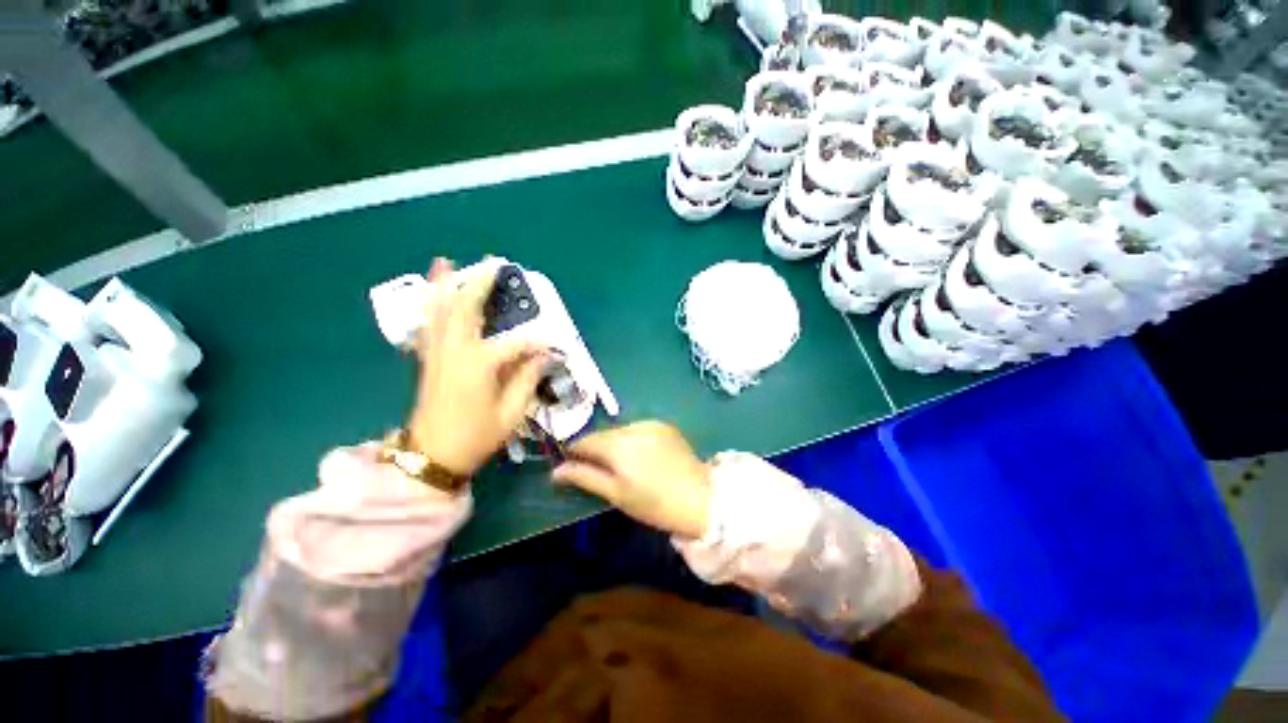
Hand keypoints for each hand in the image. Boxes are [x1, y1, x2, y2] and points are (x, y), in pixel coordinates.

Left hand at [407, 259, 547, 476]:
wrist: (432, 457)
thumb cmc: (476, 437)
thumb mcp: (511, 413)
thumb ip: (527, 380)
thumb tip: (542, 356)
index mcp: (479, 365)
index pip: (515, 344)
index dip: (536, 344)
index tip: (552, 349)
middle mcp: (455, 352)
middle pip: (466, 310)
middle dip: (479, 285)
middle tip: (490, 263)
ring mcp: (437, 355)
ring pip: (439, 312)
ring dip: (443, 286)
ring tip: (444, 261)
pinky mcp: (428, 362)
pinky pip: (429, 327)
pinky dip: (430, 307)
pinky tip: (431, 296)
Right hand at [552, 421, 711, 538]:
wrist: (701, 498)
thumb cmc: (654, 503)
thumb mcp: (615, 494)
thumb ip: (585, 477)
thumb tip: (555, 471)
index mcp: (618, 444)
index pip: (585, 440)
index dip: (573, 451)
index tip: (569, 465)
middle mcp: (633, 426)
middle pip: (603, 434)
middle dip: (595, 448)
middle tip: (597, 470)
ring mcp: (651, 423)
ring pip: (620, 430)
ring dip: (614, 443)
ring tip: (622, 465)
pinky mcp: (665, 425)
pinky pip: (638, 429)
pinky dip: (632, 439)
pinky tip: (641, 457)